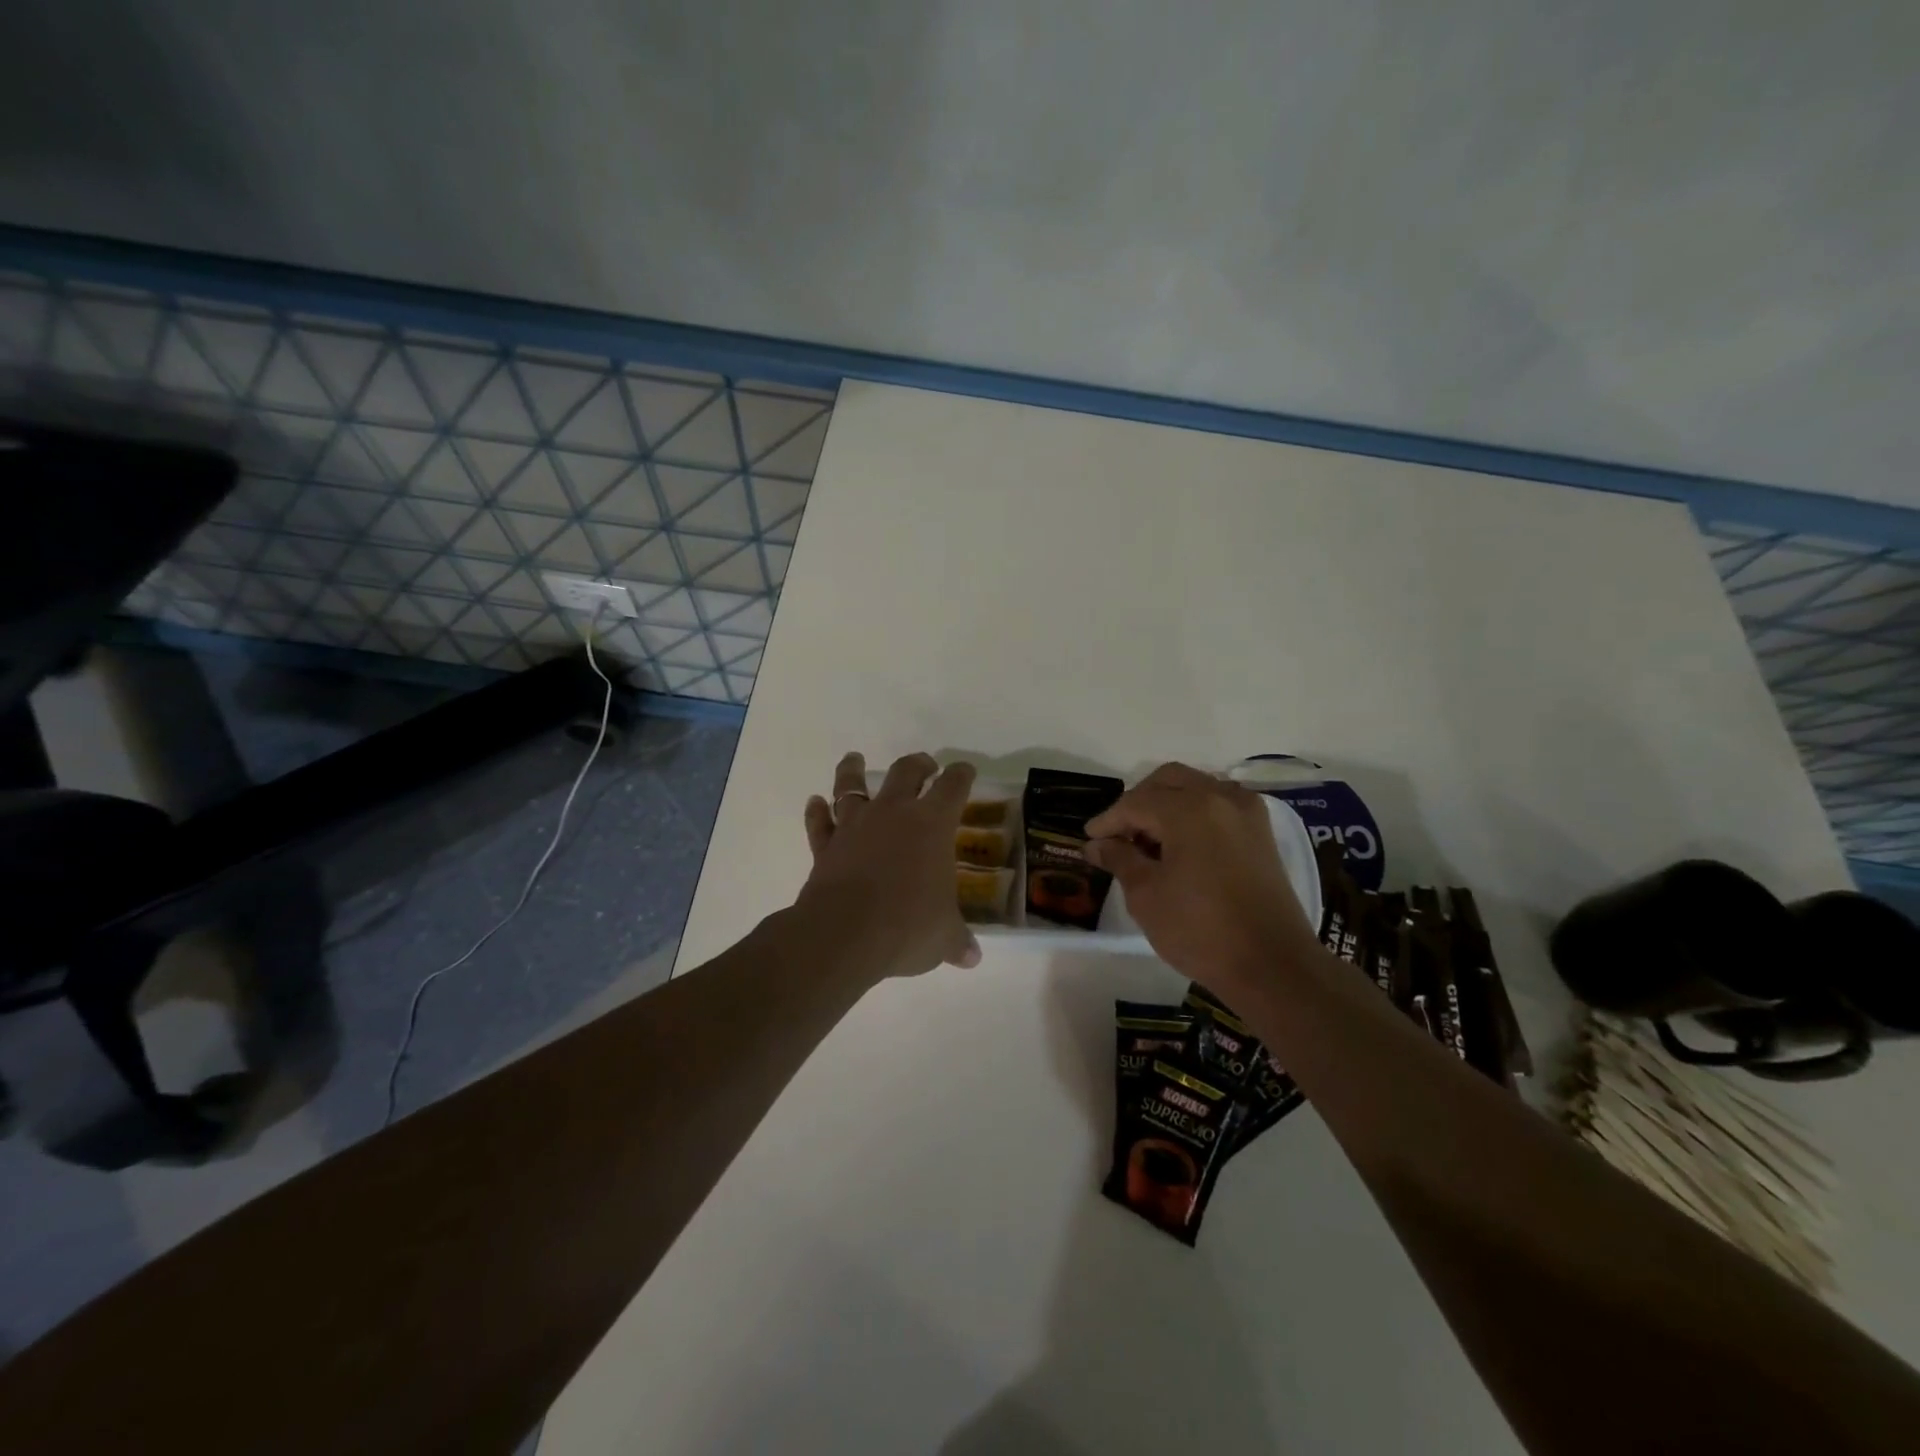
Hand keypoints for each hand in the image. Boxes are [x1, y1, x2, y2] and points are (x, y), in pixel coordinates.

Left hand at [795, 751, 982, 979]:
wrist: (844, 933)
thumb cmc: (907, 926)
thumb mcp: (943, 937)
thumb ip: (957, 941)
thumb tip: (972, 958)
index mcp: (932, 824)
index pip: (953, 786)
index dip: (961, 775)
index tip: (965, 770)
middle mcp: (893, 813)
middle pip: (905, 772)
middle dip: (917, 764)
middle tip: (924, 764)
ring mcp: (855, 826)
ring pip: (851, 786)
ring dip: (852, 770)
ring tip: (853, 759)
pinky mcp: (826, 846)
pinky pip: (819, 822)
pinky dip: (816, 812)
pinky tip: (814, 803)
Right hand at [1085, 762, 1319, 1002]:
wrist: (1272, 965)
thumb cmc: (1200, 930)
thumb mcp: (1146, 895)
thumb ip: (1119, 859)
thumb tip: (1097, 844)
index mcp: (1189, 809)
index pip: (1135, 802)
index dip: (1108, 820)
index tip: (1089, 839)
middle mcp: (1220, 797)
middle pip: (1168, 781)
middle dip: (1138, 801)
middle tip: (1118, 834)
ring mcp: (1246, 812)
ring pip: (1196, 787)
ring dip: (1167, 803)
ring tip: (1149, 840)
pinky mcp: (1261, 833)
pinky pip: (1219, 803)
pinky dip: (1194, 812)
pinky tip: (1182, 843)